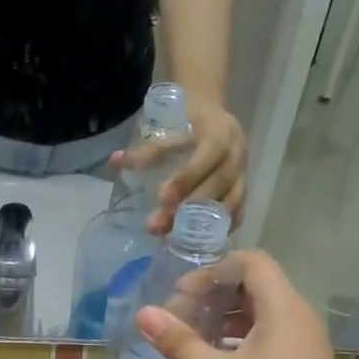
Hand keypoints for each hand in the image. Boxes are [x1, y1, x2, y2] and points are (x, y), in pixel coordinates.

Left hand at [109, 95, 246, 234]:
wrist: (212, 117)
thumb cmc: (186, 123)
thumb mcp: (167, 129)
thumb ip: (144, 149)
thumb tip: (115, 162)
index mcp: (221, 133)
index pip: (208, 156)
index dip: (187, 178)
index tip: (162, 199)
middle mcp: (237, 155)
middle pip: (218, 185)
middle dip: (188, 208)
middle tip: (156, 226)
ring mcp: (243, 175)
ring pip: (230, 204)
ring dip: (201, 225)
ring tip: (171, 238)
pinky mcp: (243, 192)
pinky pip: (237, 215)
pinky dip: (217, 230)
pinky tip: (194, 241)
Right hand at [133, 249, 347, 358]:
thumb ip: (179, 343)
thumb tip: (143, 314)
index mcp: (284, 309)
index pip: (252, 263)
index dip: (214, 270)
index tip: (182, 294)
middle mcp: (299, 317)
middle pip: (255, 285)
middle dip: (214, 294)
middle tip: (179, 316)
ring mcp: (302, 343)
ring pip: (261, 313)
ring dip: (224, 317)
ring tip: (191, 338)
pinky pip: (268, 335)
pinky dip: (239, 337)